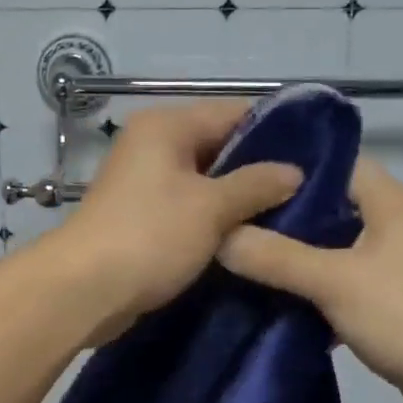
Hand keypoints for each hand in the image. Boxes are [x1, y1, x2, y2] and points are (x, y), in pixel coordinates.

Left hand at [51, 101, 302, 340]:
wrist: (85, 290)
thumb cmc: (150, 236)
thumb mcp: (211, 208)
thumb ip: (256, 184)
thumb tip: (294, 172)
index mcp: (166, 126)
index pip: (233, 113)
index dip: (277, 132)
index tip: (317, 156)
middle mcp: (153, 145)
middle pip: (219, 146)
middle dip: (260, 169)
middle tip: (309, 191)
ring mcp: (145, 182)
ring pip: (205, 181)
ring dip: (239, 198)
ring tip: (289, 214)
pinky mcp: (142, 216)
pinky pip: (189, 207)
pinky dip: (215, 218)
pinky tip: (249, 235)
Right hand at [218, 157, 402, 402]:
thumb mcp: (334, 281)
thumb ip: (275, 257)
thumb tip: (221, 236)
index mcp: (392, 203)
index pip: (338, 163)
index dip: (292, 166)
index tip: (245, 176)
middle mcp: (400, 226)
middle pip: (334, 208)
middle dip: (287, 217)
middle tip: (234, 223)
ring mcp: (402, 267)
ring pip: (339, 251)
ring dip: (301, 259)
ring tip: (247, 261)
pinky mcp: (400, 304)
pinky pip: (349, 286)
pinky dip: (319, 293)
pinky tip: (281, 305)